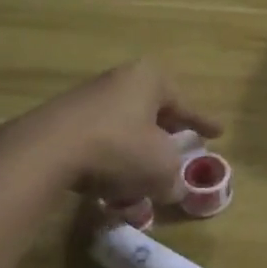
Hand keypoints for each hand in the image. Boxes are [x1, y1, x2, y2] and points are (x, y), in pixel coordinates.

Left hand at [15, 60, 221, 208]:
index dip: (202, 122)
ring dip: (136, 150)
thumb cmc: (118, 146)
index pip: (184, 103)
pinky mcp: (64, 120)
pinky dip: (110, 158)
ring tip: (143, 175)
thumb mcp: (160, 167)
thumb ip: (174, 177)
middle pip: (152, 110)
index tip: (218, 133)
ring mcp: (89, 98)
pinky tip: (110, 183)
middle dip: (166, 133)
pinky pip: (99, 140)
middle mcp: (121, 80)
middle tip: (179, 149)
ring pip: (125, 126)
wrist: (48, 149)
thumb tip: (174, 188)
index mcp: (150, 79)